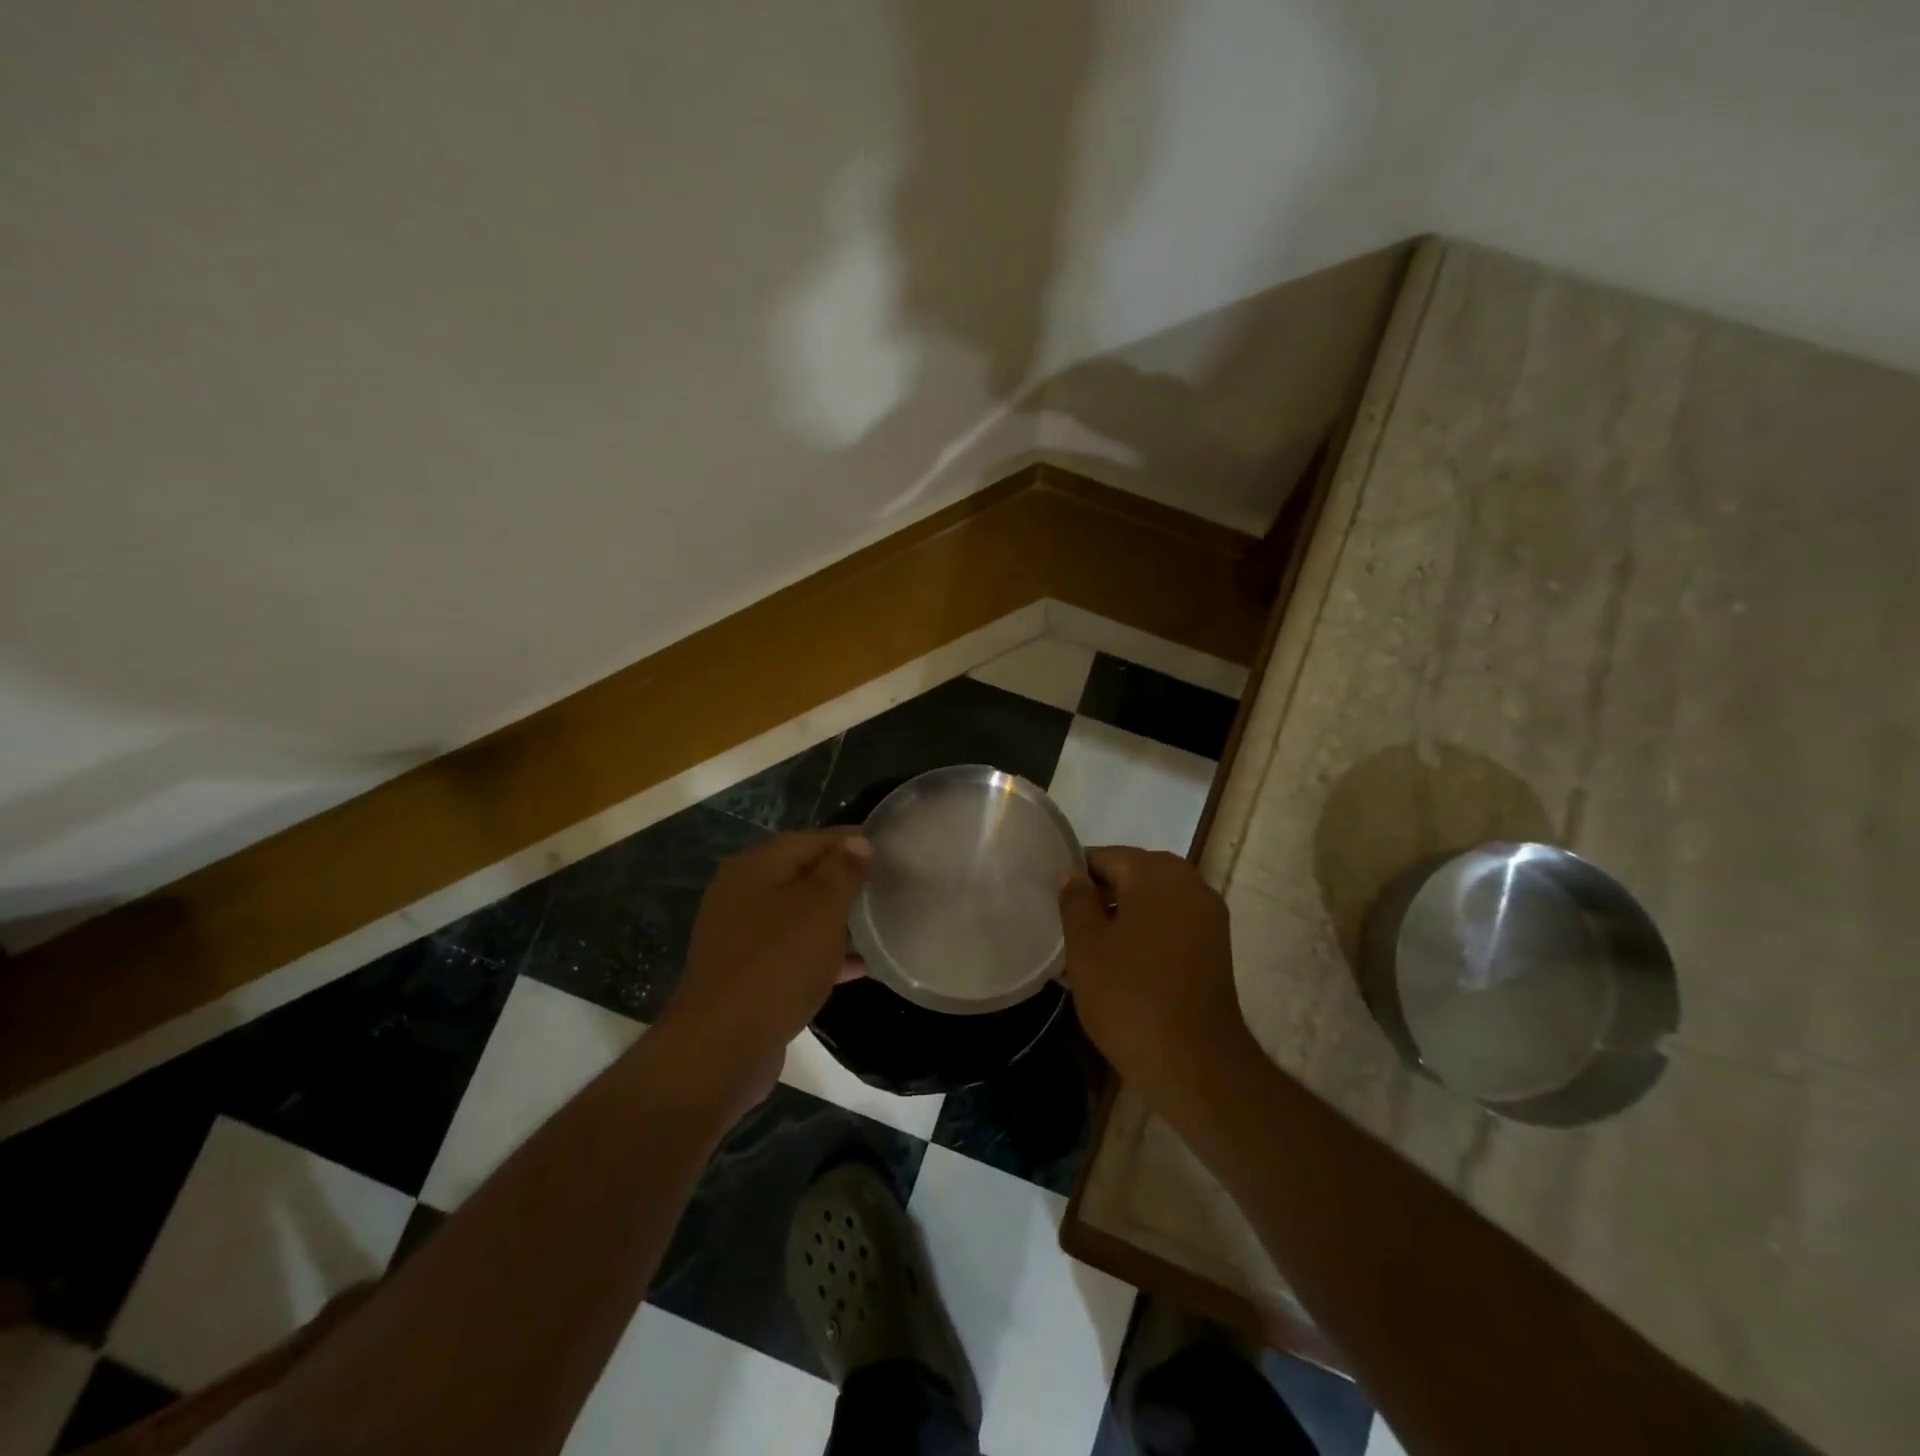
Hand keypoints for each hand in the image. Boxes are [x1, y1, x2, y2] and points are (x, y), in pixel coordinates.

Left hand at [658, 828, 870, 1103]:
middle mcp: (744, 894)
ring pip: (802, 916)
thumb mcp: (819, 909)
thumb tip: (857, 842)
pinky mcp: (750, 974)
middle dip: (847, 880)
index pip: (812, 839)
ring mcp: (743, 937)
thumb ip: (841, 871)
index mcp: (756, 867)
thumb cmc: (777, 965)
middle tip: (891, 886)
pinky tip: (861, 965)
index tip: (893, 849)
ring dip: (839, 919)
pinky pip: (795, 952)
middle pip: (805, 875)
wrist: (722, 1047)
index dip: (852, 841)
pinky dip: (825, 953)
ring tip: (883, 922)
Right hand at [1058, 848, 1259, 1108]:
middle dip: (1098, 898)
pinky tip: (1118, 967)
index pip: (1104, 857)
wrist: (1196, 1064)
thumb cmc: (1130, 997)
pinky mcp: (1215, 949)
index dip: (1074, 878)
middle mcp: (1189, 883)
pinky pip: (1169, 927)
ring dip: (1121, 920)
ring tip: (1087, 952)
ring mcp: (1207, 917)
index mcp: (1156, 872)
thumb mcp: (1086, 947)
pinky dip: (1144, 937)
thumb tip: (1071, 875)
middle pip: (1131, 877)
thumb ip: (1075, 901)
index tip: (1052, 905)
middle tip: (1066, 929)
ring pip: (1151, 903)